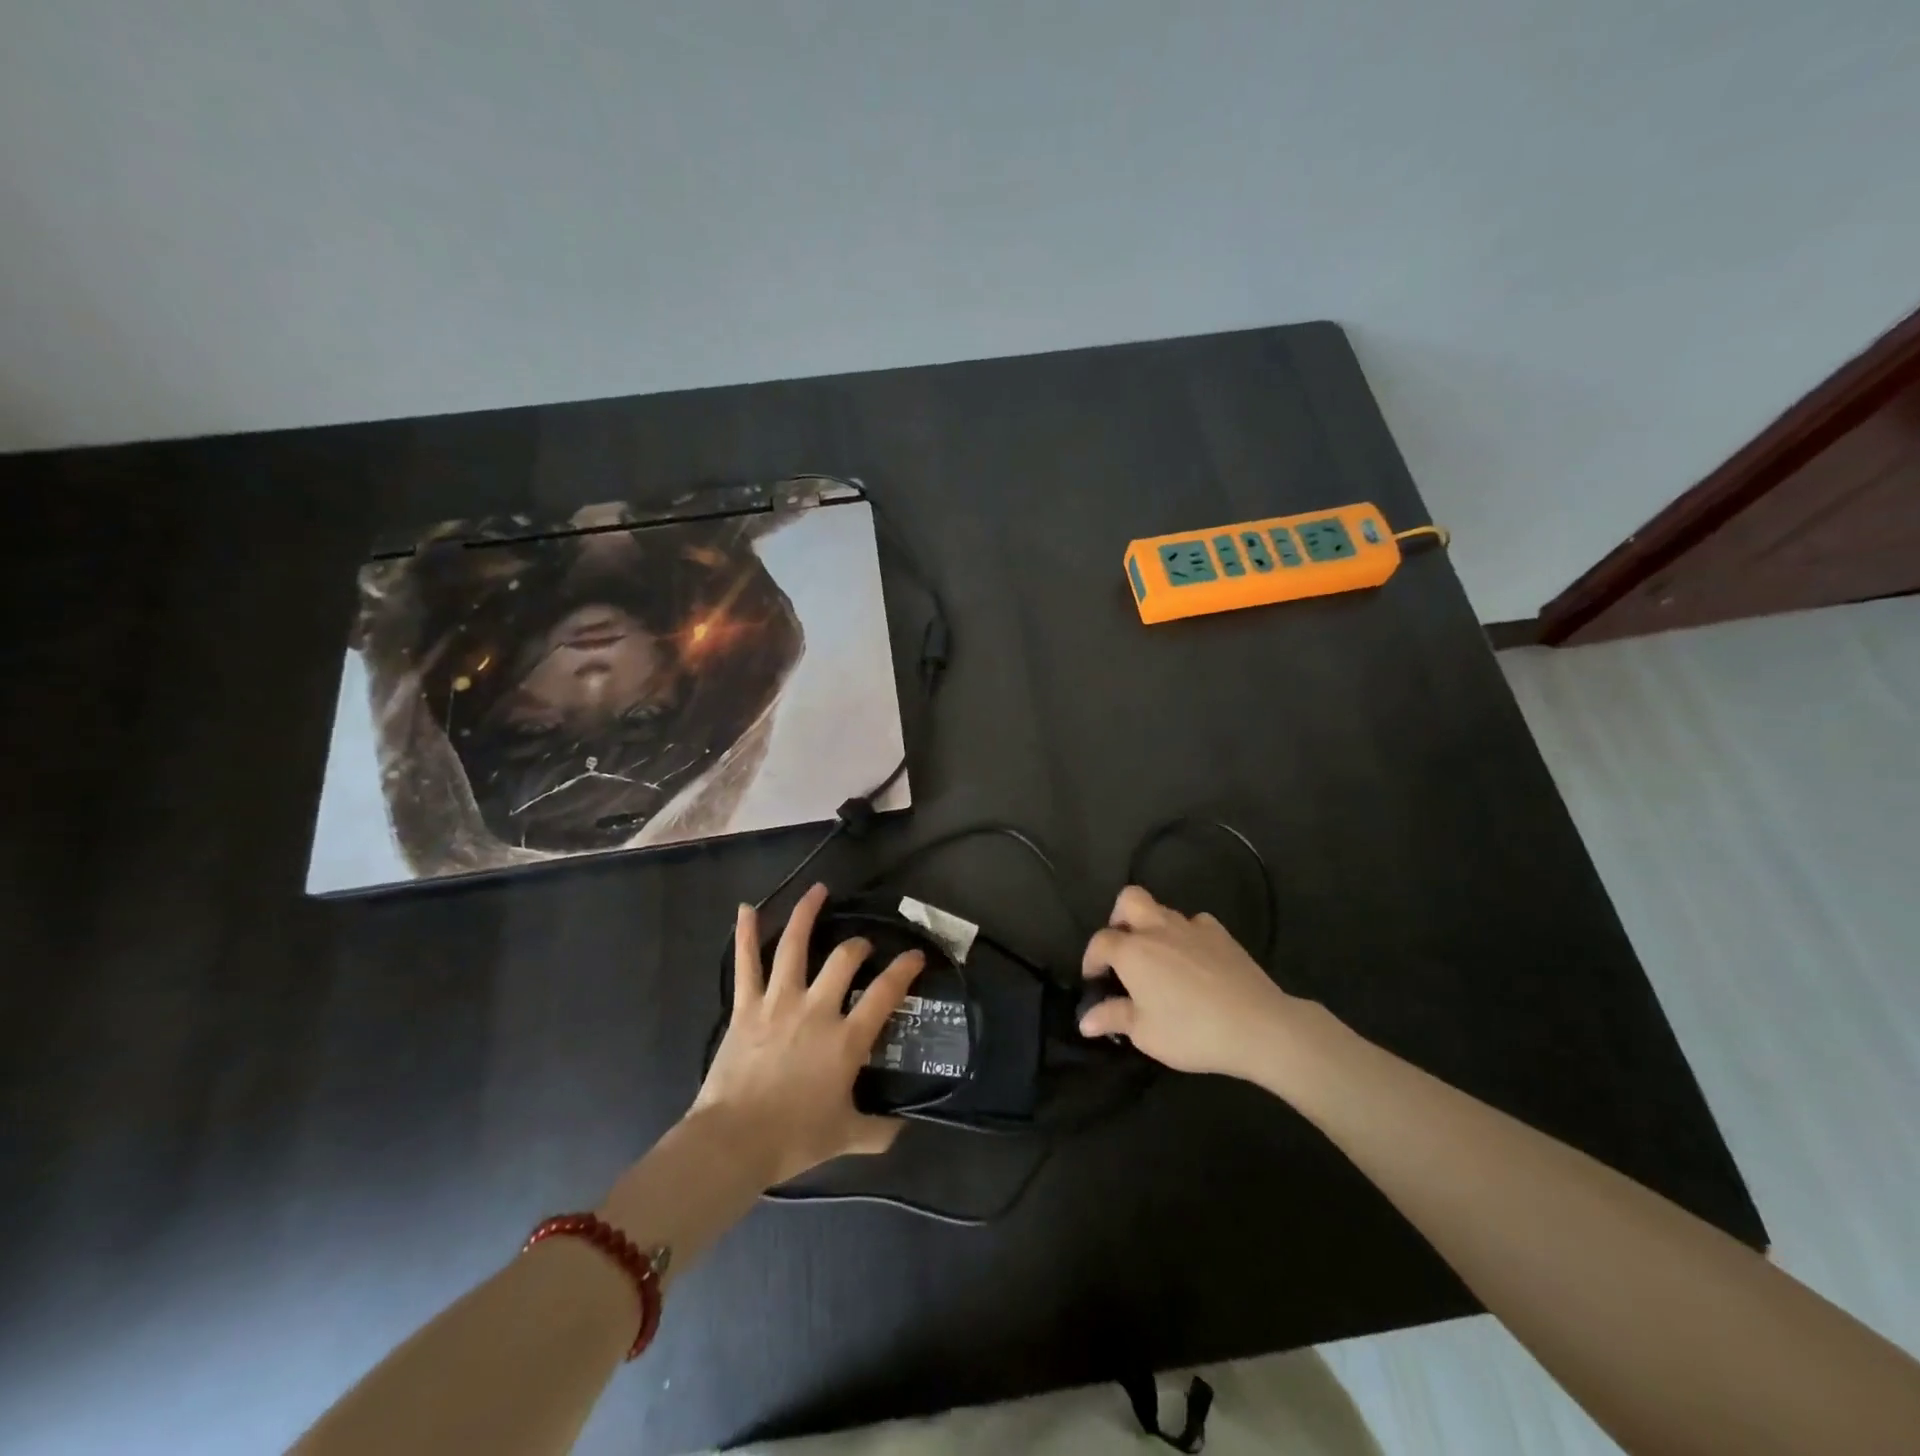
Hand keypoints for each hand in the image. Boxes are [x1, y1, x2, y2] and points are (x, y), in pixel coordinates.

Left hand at [692, 883, 924, 1185]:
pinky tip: (746, 907)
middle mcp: (817, 1009)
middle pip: (844, 959)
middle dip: (858, 946)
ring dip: (807, 914)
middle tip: (863, 946)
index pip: (885, 993)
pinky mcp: (746, 1006)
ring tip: (818, 890)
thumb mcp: (846, 1136)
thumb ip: (879, 1130)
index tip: (916, 954)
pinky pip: (746, 963)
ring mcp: (778, 1002)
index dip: (905, 969)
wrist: (734, 1142)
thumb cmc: (793, 1138)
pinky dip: (745, 933)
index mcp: (846, 1039)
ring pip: (794, 946)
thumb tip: (903, 1128)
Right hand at [1079, 885, 1306, 1079]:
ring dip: (1153, 927)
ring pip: (1163, 910)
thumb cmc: (1191, 1031)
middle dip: (1119, 918)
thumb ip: (1113, 1018)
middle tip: (1123, 949)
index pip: (1100, 942)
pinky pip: (1195, 924)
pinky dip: (1188, 936)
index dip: (1091, 959)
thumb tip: (1085, 1020)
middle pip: (1129, 900)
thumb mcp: (1145, 1033)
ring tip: (1159, 960)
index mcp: (1132, 951)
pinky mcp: (1221, 934)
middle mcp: (1157, 929)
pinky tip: (1194, 960)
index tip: (1094, 980)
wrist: (1257, 1025)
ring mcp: (1192, 927)